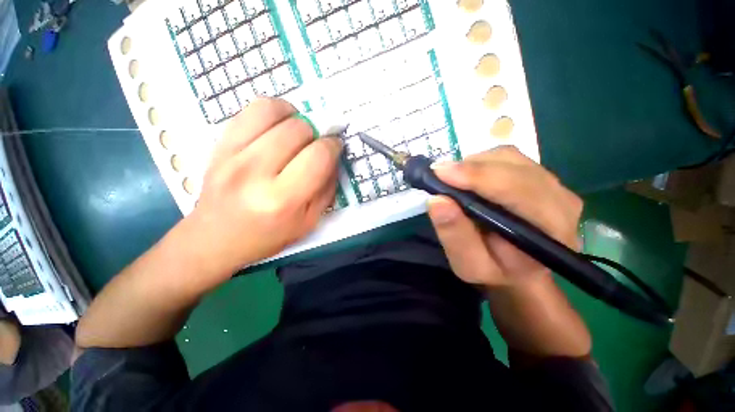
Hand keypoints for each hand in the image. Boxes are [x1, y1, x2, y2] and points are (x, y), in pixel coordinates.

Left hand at [187, 98, 342, 274]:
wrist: (215, 239)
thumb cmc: (268, 236)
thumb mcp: (309, 222)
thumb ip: (327, 189)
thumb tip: (333, 158)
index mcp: (282, 200)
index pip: (318, 156)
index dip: (333, 146)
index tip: (335, 147)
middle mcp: (255, 172)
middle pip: (298, 129)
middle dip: (316, 133)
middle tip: (314, 145)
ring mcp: (231, 154)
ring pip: (273, 111)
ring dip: (295, 116)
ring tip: (298, 131)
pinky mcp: (218, 144)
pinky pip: (250, 110)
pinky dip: (272, 111)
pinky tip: (278, 126)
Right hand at [427, 146, 582, 288]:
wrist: (517, 267)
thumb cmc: (493, 270)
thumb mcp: (468, 264)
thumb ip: (455, 236)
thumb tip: (437, 200)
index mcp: (550, 232)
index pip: (519, 191)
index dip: (479, 177)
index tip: (441, 173)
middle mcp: (561, 202)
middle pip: (515, 167)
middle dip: (472, 167)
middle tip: (439, 174)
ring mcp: (554, 185)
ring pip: (511, 158)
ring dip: (475, 164)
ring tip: (453, 180)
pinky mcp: (541, 175)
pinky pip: (509, 157)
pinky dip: (482, 162)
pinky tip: (469, 178)